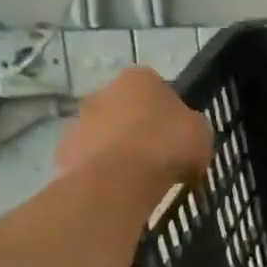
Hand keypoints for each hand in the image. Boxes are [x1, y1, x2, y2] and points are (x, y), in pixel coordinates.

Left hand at [55, 67, 212, 186]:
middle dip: (139, 128)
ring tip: (138, 177)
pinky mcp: (64, 149)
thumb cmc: (167, 145)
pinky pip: (90, 158)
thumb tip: (185, 133)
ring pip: (105, 132)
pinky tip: (118, 187)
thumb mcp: (201, 134)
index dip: (170, 113)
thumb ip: (192, 127)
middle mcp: (104, 90)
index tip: (179, 136)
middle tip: (158, 156)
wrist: (120, 178)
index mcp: (140, 78)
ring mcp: (80, 120)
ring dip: (118, 148)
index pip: (158, 89)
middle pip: (127, 109)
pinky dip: (102, 169)